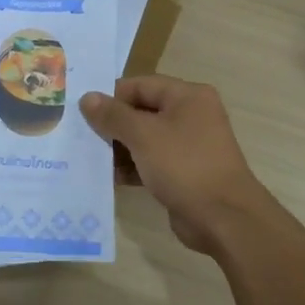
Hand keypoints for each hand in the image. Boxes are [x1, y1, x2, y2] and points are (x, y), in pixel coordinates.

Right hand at [79, 76, 270, 256]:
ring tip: (89, 158)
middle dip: (112, 124)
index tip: (82, 112)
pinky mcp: (184, 172)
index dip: (111, 96)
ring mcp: (189, 145)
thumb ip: (113, 115)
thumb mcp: (143, 135)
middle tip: (81, 136)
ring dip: (119, 148)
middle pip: (142, 111)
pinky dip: (132, 167)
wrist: (223, 218)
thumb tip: (87, 97)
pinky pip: (151, 162)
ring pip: (145, 138)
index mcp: (188, 96)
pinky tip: (108, 177)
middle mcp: (191, 115)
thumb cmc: (184, 165)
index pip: (140, 85)